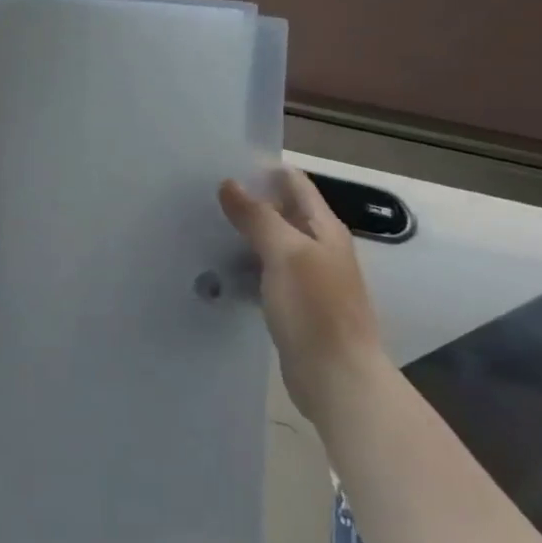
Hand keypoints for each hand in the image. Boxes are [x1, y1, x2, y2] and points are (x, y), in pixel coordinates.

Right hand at [218, 166, 381, 421]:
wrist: (337, 379)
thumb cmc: (316, 309)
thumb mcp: (285, 254)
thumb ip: (258, 217)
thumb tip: (229, 184)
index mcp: (324, 229)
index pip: (295, 184)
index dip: (265, 170)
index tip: (224, 163)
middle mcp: (319, 248)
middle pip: (282, 212)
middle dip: (249, 201)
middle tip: (204, 194)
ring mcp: (308, 279)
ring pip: (271, 244)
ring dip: (244, 235)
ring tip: (203, 225)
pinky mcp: (294, 307)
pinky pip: (265, 274)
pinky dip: (245, 266)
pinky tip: (219, 269)